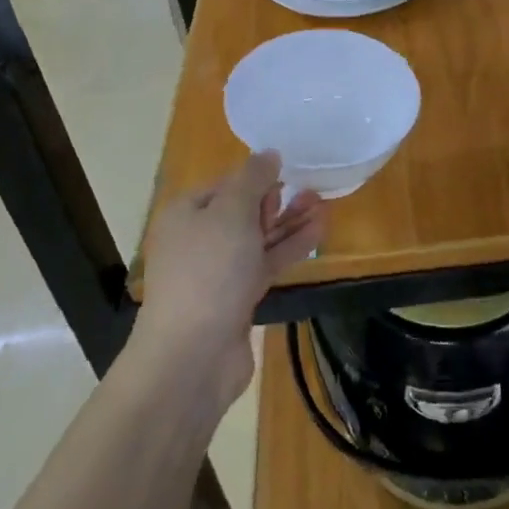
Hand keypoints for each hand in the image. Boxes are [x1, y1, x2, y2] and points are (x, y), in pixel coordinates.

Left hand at [137, 153, 324, 409]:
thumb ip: (253, 179)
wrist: (193, 354)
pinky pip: (266, 262)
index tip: (289, 172)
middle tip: (313, 189)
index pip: (225, 184)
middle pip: (243, 210)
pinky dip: (290, 247)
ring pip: (258, 238)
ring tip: (323, 204)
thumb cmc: (209, 270)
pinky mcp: (237, 297)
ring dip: (289, 222)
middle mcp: (198, 239)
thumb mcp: (232, 212)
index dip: (256, 177)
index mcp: (185, 213)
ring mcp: (218, 270)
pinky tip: (319, 231)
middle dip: (277, 199)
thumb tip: (268, 154)